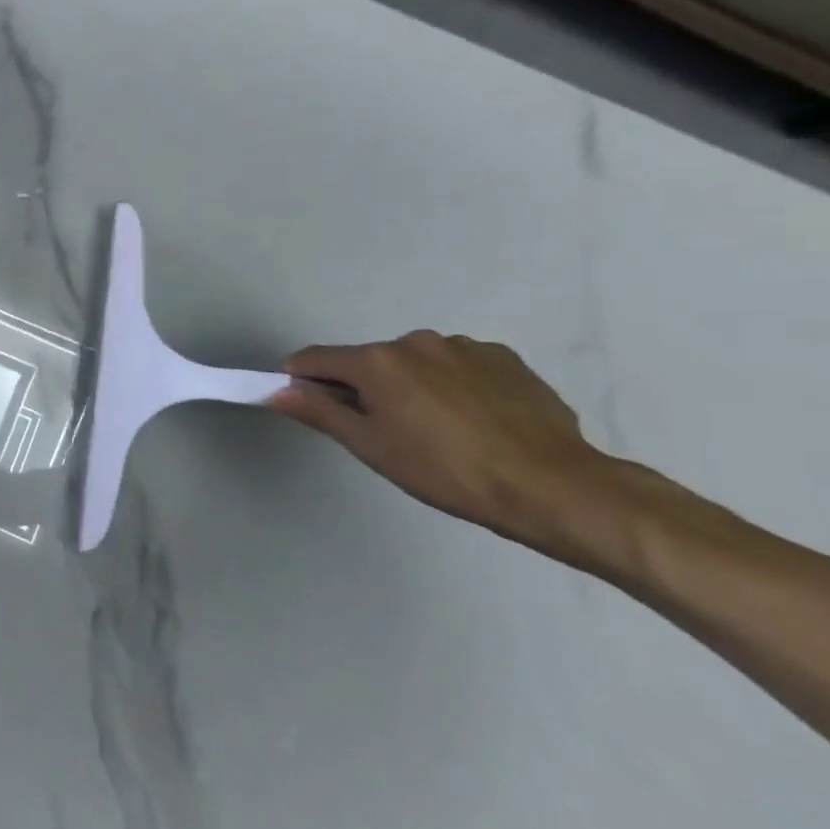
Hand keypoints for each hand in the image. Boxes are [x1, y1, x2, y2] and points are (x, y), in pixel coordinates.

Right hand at [268, 331, 616, 556]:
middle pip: (367, 361)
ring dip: (410, 387)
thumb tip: (276, 391)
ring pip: (414, 364)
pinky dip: (451, 387)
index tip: (308, 408)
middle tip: (385, 433)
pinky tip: (474, 423)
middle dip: (363, 389)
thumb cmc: (445, 471)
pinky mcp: (505, 359)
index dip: (301, 382)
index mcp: (376, 360)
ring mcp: (464, 346)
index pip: (314, 359)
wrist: (553, 487)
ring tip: (438, 431)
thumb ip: (319, 412)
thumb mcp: (371, 446)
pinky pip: (457, 367)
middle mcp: (415, 341)